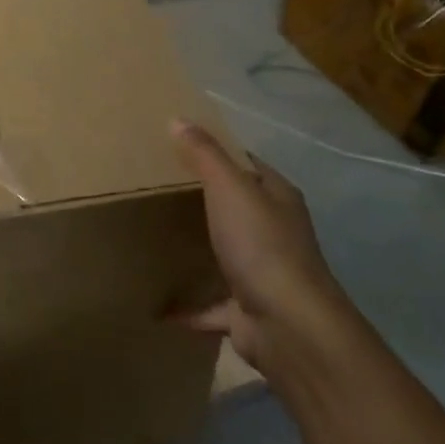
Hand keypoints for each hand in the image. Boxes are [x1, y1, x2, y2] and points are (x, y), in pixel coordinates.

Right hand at [171, 119, 351, 384]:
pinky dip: (189, 307)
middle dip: (203, 201)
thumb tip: (178, 119)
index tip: (178, 147)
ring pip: (227, 256)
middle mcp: (275, 233)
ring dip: (199, 252)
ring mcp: (263, 274)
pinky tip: (159, 308)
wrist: (287, 324)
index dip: (218, 154)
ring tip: (158, 242)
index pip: (249, 166)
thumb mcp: (229, 188)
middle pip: (237, 210)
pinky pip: (212, 305)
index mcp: (278, 199)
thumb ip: (205, 155)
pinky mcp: (248, 310)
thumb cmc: (260, 245)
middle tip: (157, 190)